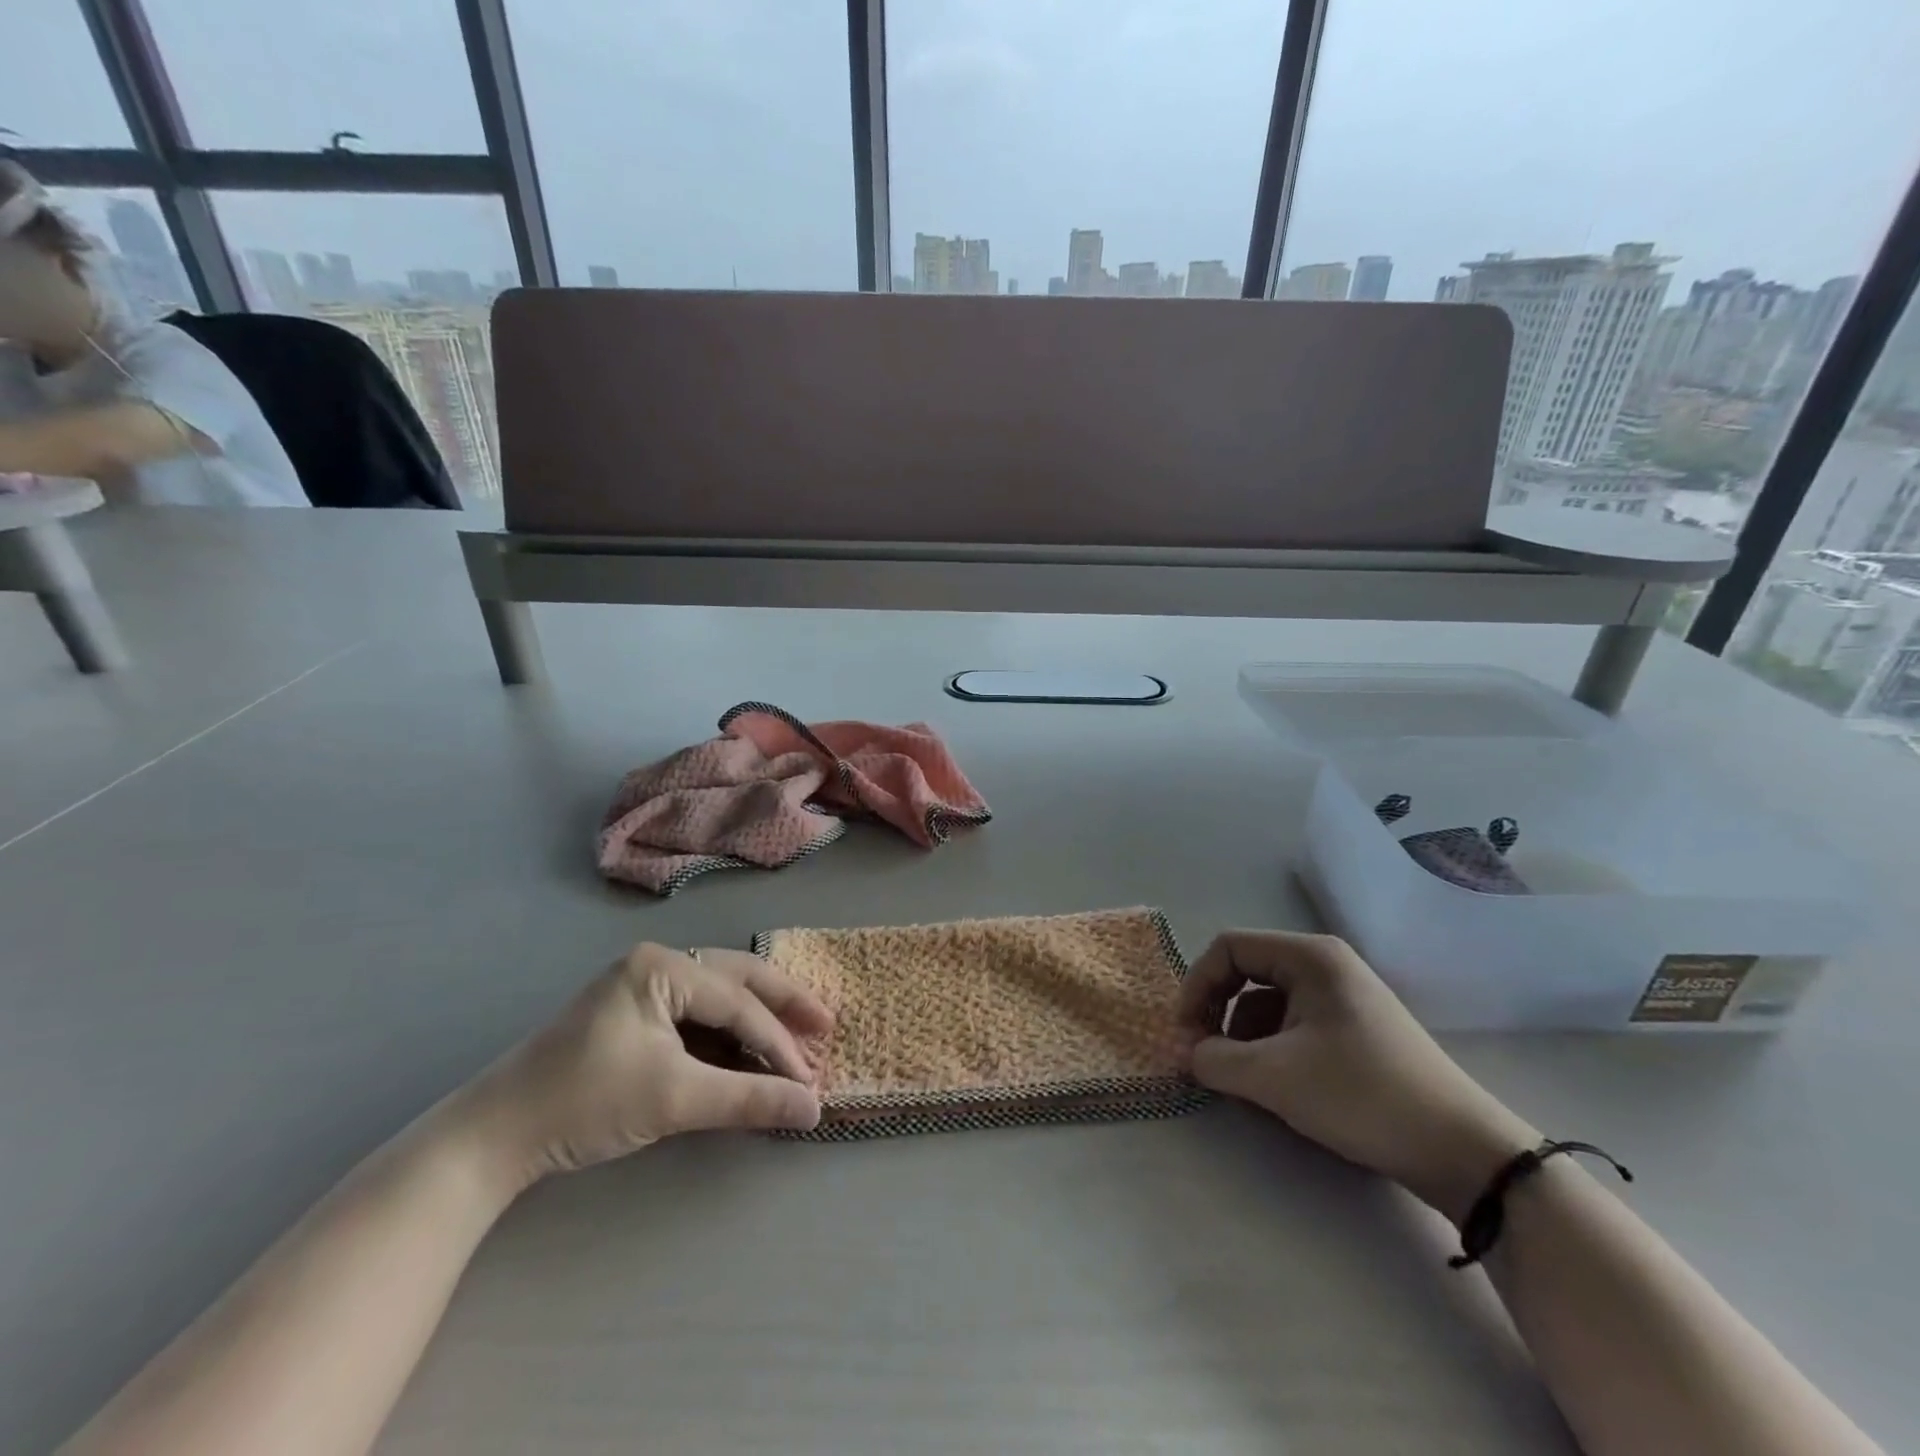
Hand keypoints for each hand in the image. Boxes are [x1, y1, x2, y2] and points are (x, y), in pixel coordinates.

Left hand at [456, 944, 831, 1191]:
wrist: (491, 1138)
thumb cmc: (584, 1103)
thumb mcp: (674, 1099)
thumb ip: (749, 1099)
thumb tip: (814, 1108)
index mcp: (663, 966)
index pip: (737, 1003)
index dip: (779, 1042)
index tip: (811, 1079)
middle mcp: (657, 964)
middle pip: (736, 979)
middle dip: (782, 1005)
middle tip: (826, 1026)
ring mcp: (642, 988)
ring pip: (717, 997)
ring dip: (756, 1021)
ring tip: (797, 1040)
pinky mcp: (633, 1017)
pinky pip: (695, 1017)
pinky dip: (725, 1037)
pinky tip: (747, 1055)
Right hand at [1180, 931, 1536, 1222]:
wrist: (1463, 1152)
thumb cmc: (1362, 1095)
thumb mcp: (1275, 1077)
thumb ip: (1215, 1059)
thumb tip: (1183, 1053)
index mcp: (1309, 956)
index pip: (1228, 949)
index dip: (1196, 986)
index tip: (1184, 1034)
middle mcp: (1324, 965)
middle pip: (1245, 974)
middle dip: (1217, 1014)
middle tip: (1204, 1057)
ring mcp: (1342, 998)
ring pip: (1266, 1004)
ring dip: (1242, 1038)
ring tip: (1242, 1081)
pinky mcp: (1353, 1031)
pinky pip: (1292, 1026)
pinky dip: (1271, 1050)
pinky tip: (1275, 1087)